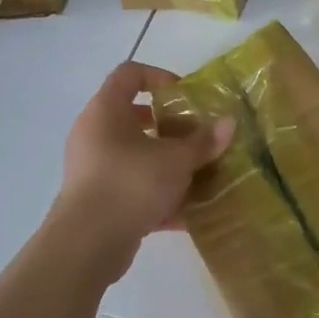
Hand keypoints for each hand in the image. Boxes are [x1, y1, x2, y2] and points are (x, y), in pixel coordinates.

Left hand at [52, 61, 233, 258]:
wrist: (88, 242)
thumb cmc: (131, 182)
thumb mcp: (176, 159)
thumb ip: (204, 141)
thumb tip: (230, 123)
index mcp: (106, 111)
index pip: (129, 74)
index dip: (159, 77)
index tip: (185, 95)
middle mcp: (94, 134)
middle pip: (133, 117)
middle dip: (169, 126)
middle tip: (196, 136)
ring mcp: (93, 169)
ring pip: (136, 156)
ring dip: (167, 163)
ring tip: (199, 174)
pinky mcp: (98, 201)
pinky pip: (133, 187)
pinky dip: (158, 195)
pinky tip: (189, 212)